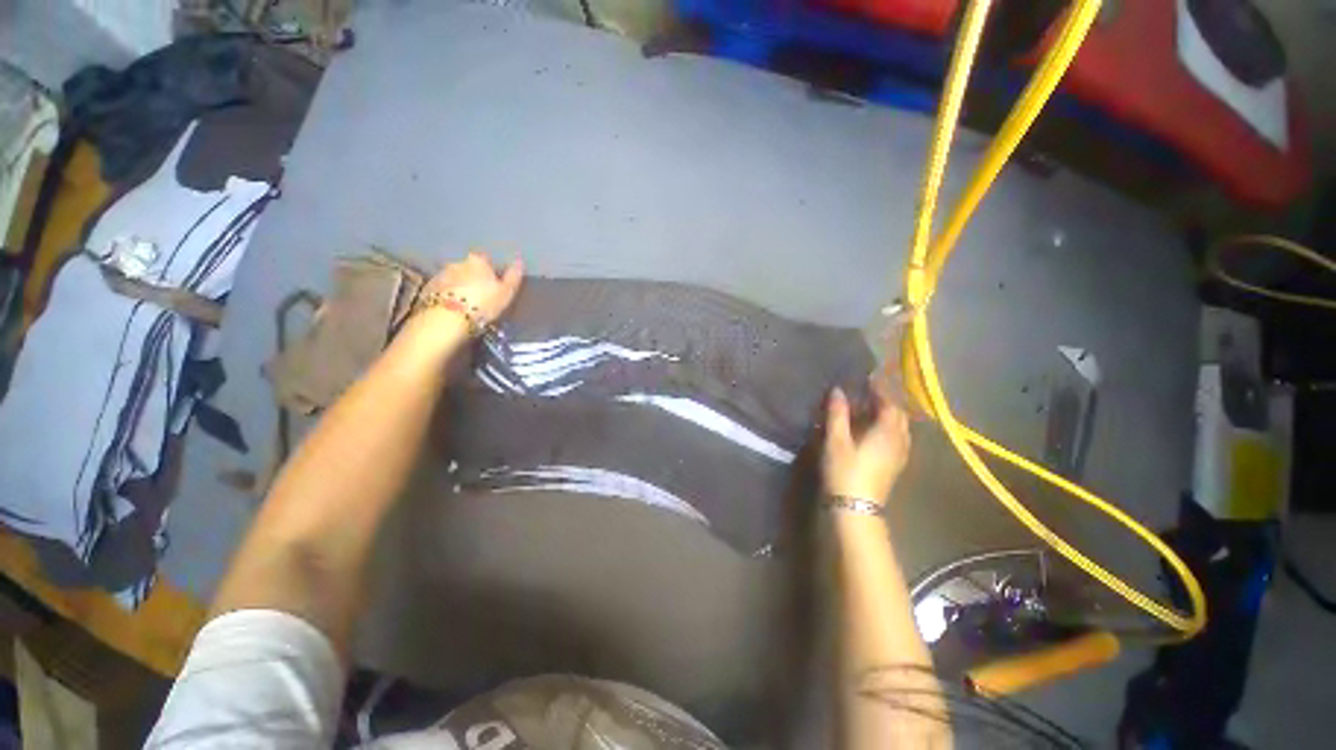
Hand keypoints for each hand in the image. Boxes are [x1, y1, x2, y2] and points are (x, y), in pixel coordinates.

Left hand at [420, 251, 523, 331]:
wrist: (447, 319)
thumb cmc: (482, 304)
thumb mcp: (506, 292)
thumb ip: (513, 276)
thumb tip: (519, 260)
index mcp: (478, 260)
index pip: (487, 260)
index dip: (492, 271)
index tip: (496, 284)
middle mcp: (457, 262)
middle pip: (469, 267)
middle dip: (474, 277)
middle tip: (481, 295)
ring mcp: (440, 274)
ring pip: (455, 277)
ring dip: (460, 286)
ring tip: (466, 304)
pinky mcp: (428, 288)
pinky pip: (442, 289)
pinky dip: (448, 295)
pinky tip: (453, 308)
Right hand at [822, 382, 910, 503]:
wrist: (856, 507)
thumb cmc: (845, 470)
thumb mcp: (836, 440)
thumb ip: (838, 414)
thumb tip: (838, 390)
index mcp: (888, 432)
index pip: (890, 403)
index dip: (880, 389)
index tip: (868, 379)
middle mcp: (900, 441)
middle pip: (899, 415)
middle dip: (886, 401)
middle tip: (868, 393)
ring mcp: (900, 455)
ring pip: (900, 428)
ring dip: (888, 415)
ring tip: (870, 409)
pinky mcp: (895, 465)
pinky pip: (897, 438)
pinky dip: (888, 428)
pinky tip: (874, 431)